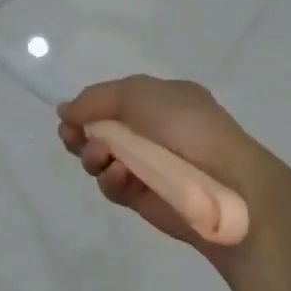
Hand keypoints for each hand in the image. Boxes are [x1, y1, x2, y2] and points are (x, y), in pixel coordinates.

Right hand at [58, 76, 288, 253]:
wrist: (226, 182)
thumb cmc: (186, 126)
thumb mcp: (138, 94)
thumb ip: (96, 99)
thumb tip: (65, 110)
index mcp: (161, 101)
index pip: (115, 100)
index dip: (89, 108)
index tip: (67, 116)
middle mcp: (154, 131)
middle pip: (102, 131)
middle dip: (82, 133)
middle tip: (70, 136)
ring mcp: (148, 165)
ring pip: (102, 159)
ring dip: (93, 155)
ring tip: (100, 156)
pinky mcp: (143, 197)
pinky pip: (114, 185)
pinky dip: (110, 179)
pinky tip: (118, 174)